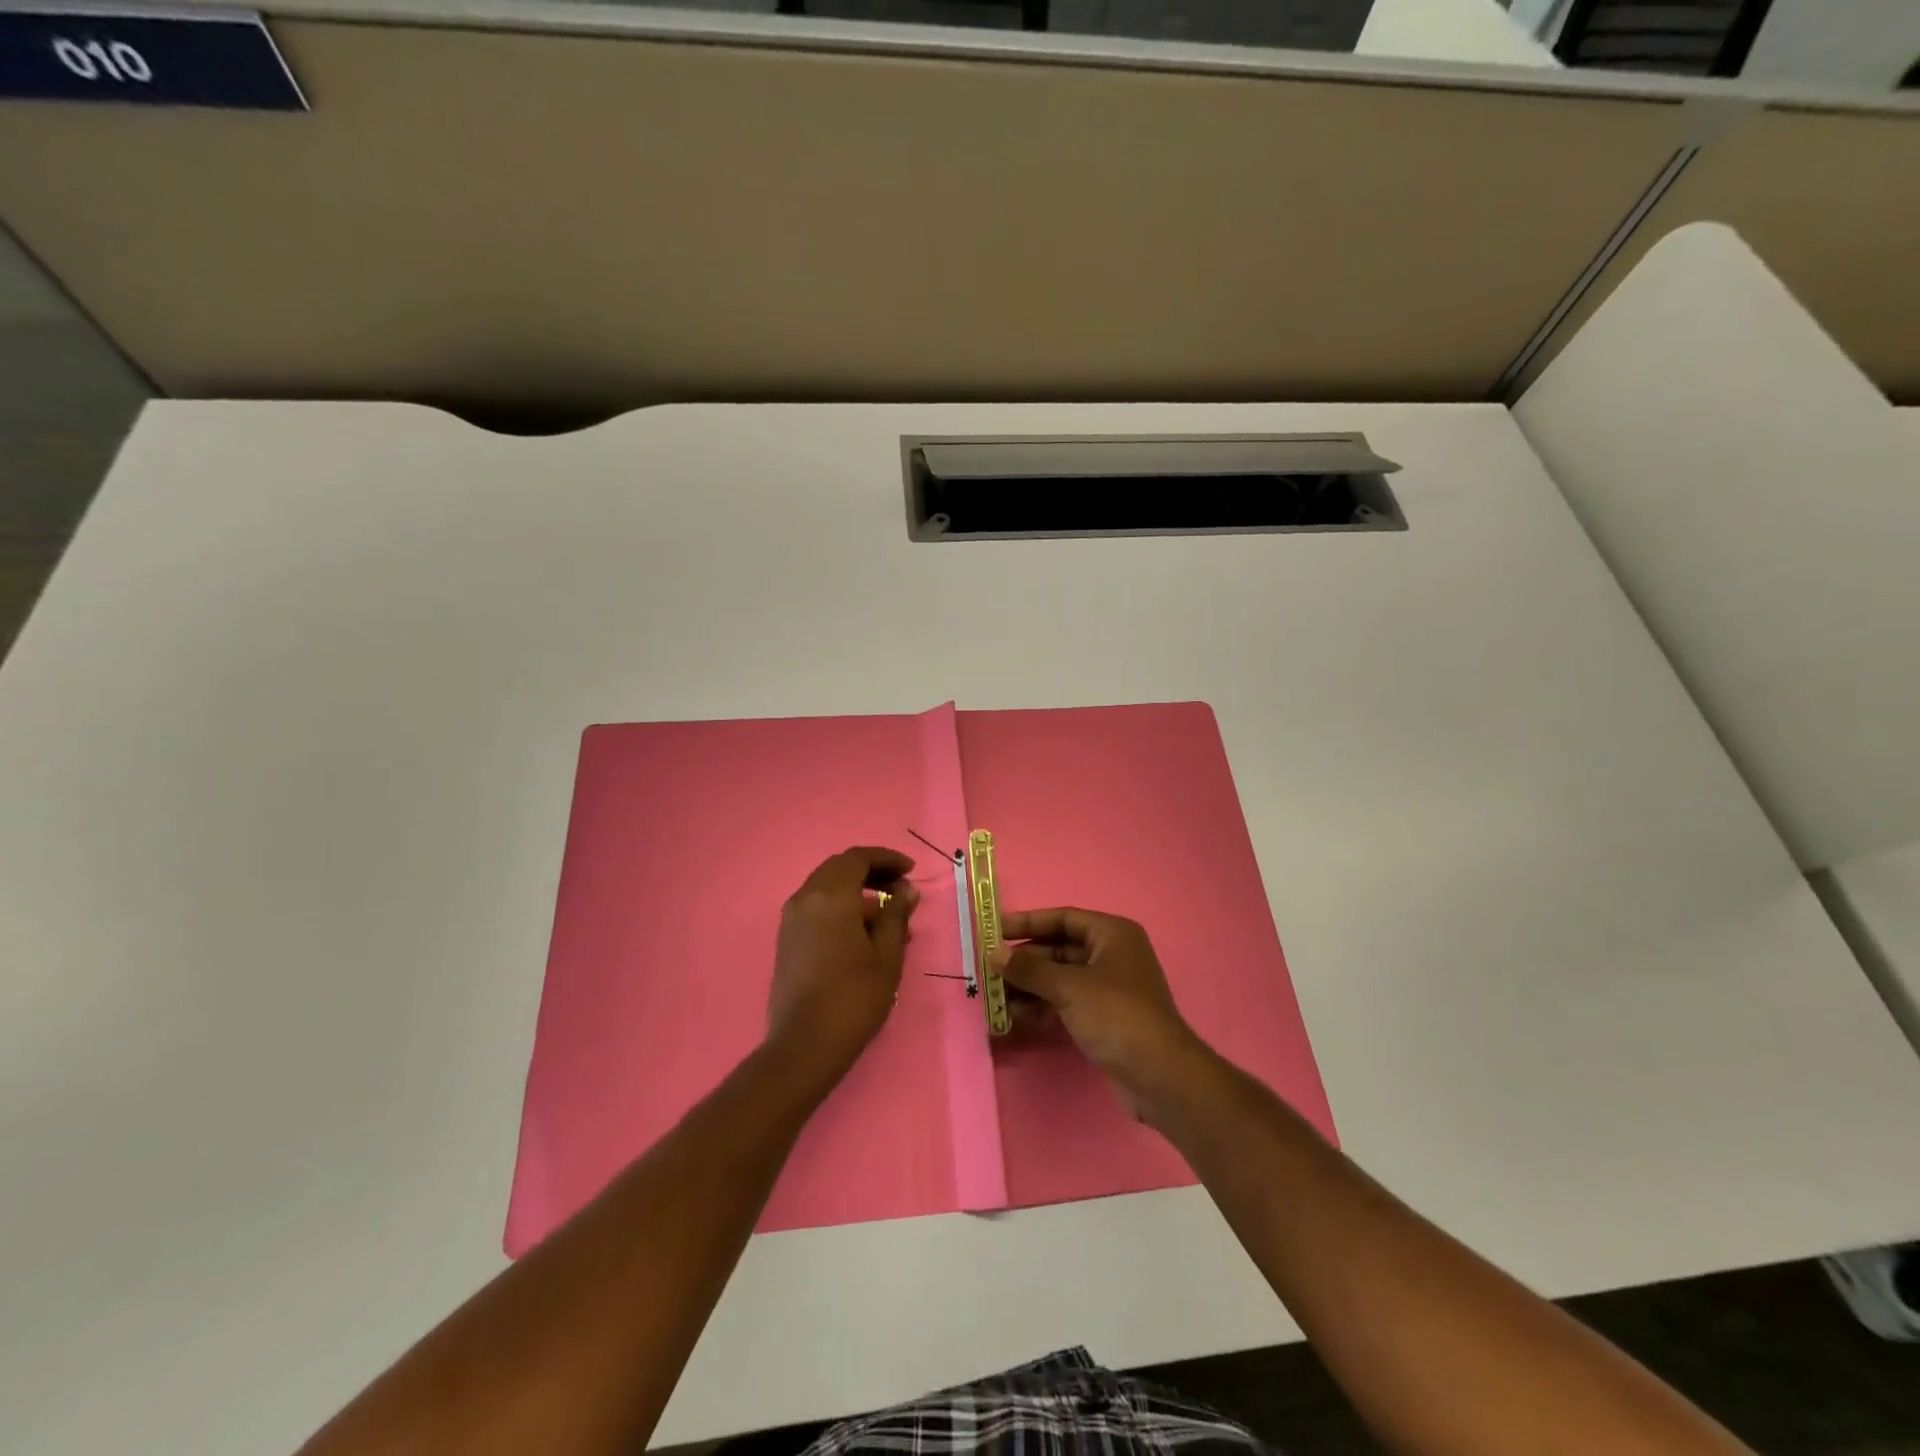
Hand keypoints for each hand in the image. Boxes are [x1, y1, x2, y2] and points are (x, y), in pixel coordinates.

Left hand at [768, 847, 917, 1072]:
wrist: (804, 1045)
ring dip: (857, 892)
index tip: (910, 870)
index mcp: (830, 895)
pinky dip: (841, 908)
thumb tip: (905, 891)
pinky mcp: (786, 940)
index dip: (887, 859)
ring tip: (889, 918)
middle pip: (839, 869)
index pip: (858, 858)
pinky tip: (863, 934)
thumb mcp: (887, 955)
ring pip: (827, 889)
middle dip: (872, 872)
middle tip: (900, 888)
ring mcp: (791, 919)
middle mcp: (805, 898)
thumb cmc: (854, 996)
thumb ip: (896, 916)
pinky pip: (816, 909)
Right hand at [995, 907, 1210, 1109]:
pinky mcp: (1105, 1017)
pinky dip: (1043, 1005)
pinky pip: (1067, 1001)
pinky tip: (1017, 1015)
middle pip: (1059, 948)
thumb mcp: (1069, 987)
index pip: (1063, 918)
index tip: (993, 930)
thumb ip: (1029, 969)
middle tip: (989, 969)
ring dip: (1029, 985)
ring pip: (1060, 977)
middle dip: (1025, 960)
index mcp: (1112, 934)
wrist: (1160, 1077)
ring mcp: (1109, 987)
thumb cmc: (1116, 1016)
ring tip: (996, 996)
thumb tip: (993, 954)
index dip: (1027, 922)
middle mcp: (1112, 954)